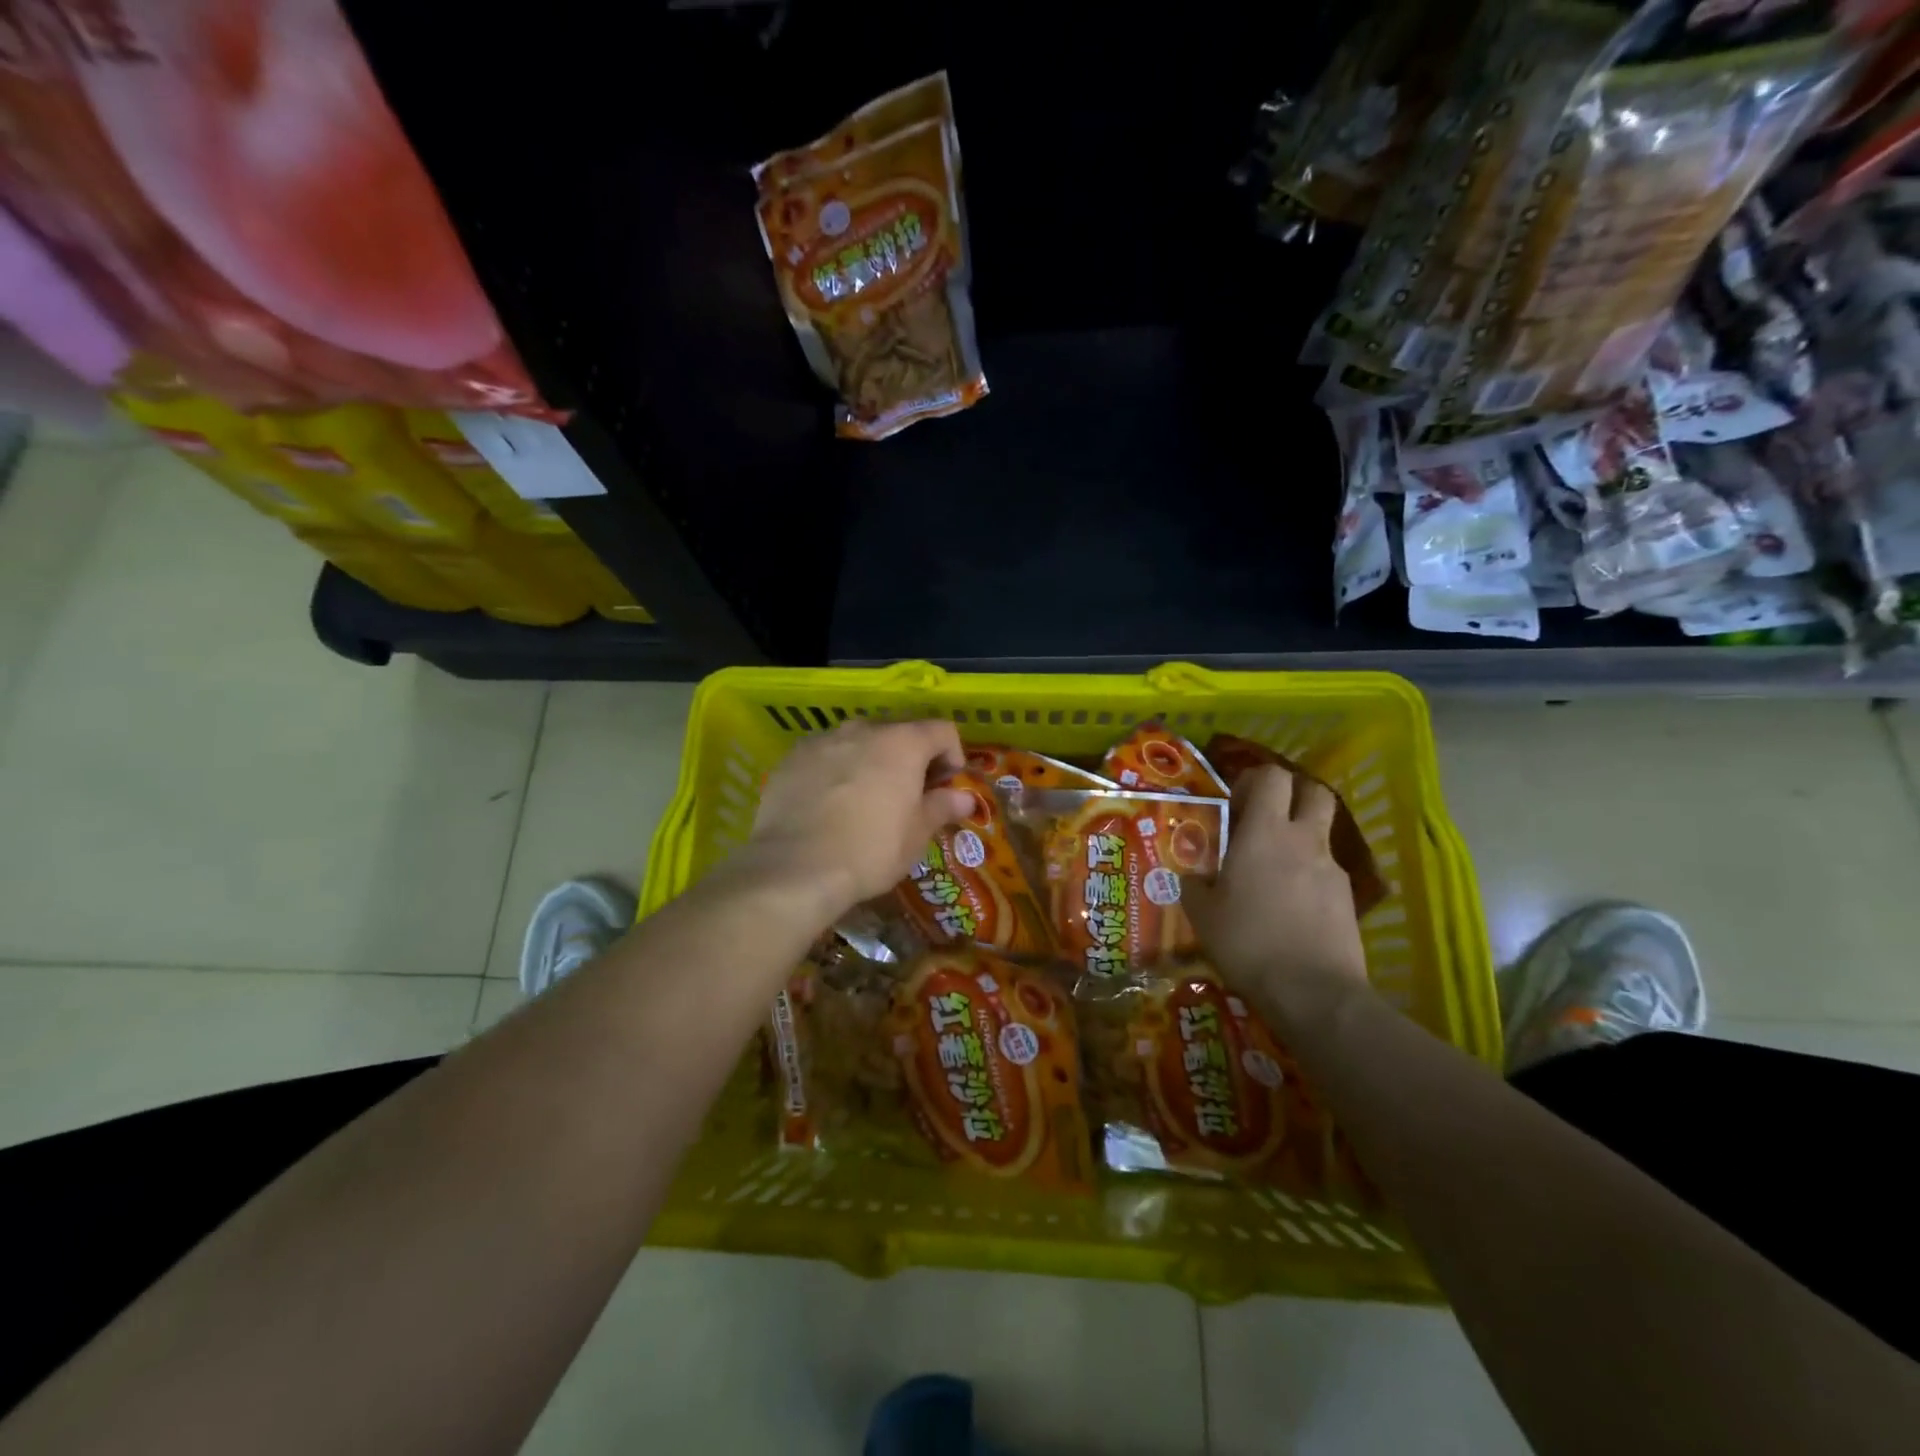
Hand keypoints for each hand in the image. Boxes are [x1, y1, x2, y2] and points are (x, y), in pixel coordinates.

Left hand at [744, 719, 973, 916]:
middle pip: (899, 730)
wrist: (794, 867)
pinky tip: (831, 802)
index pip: (942, 730)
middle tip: (910, 793)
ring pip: (860, 740)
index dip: (953, 755)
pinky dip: (837, 769)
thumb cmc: (870, 850)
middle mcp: (864, 729)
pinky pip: (826, 754)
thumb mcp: (916, 834)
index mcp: (903, 742)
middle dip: (912, 756)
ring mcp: (824, 740)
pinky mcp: (792, 757)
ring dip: (872, 759)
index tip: (947, 786)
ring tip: (868, 797)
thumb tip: (965, 797)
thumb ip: (942, 807)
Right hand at [1184, 764, 1368, 1009]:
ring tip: (1273, 870)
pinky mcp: (1347, 898)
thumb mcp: (1203, 915)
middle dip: (1291, 795)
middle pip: (1312, 791)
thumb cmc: (1248, 942)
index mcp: (1265, 833)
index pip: (1270, 776)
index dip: (1253, 780)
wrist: (1314, 992)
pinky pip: (1326, 871)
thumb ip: (1195, 886)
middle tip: (1264, 819)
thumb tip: (1192, 877)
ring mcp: (1331, 868)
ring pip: (1320, 833)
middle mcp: (1303, 840)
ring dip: (1299, 837)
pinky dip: (1308, 876)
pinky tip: (1291, 907)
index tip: (1235, 803)